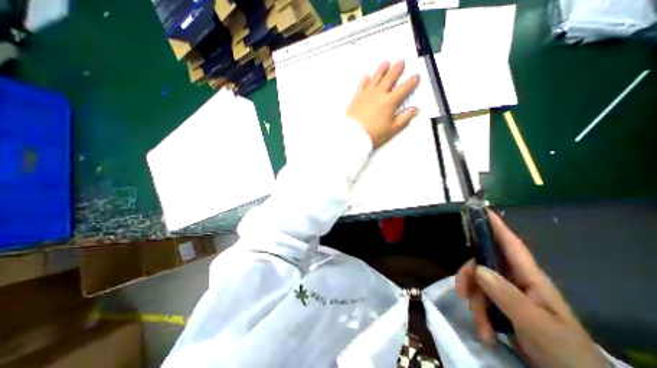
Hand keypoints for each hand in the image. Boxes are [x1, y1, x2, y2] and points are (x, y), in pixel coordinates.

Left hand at [346, 59, 417, 146]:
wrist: (352, 134)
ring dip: (381, 69)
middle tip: (401, 61)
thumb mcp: (392, 129)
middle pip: (389, 78)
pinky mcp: (356, 97)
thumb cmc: (373, 133)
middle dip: (397, 69)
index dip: (411, 82)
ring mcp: (366, 94)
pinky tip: (367, 75)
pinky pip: (362, 84)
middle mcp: (379, 94)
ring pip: (375, 78)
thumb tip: (416, 109)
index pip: (404, 89)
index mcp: (390, 101)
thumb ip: (404, 118)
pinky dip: (365, 79)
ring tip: (386, 63)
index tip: (416, 76)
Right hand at [456, 209, 608, 367]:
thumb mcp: (537, 324)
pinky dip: (478, 313)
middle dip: (469, 277)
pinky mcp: (503, 306)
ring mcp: (508, 293)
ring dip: (474, 302)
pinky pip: (480, 299)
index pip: (511, 244)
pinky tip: (484, 332)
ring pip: (478, 283)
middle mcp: (515, 280)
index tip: (481, 210)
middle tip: (460, 293)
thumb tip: (478, 268)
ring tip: (481, 327)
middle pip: (482, 264)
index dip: (496, 226)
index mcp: (530, 278)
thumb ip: (507, 295)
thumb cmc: (565, 352)